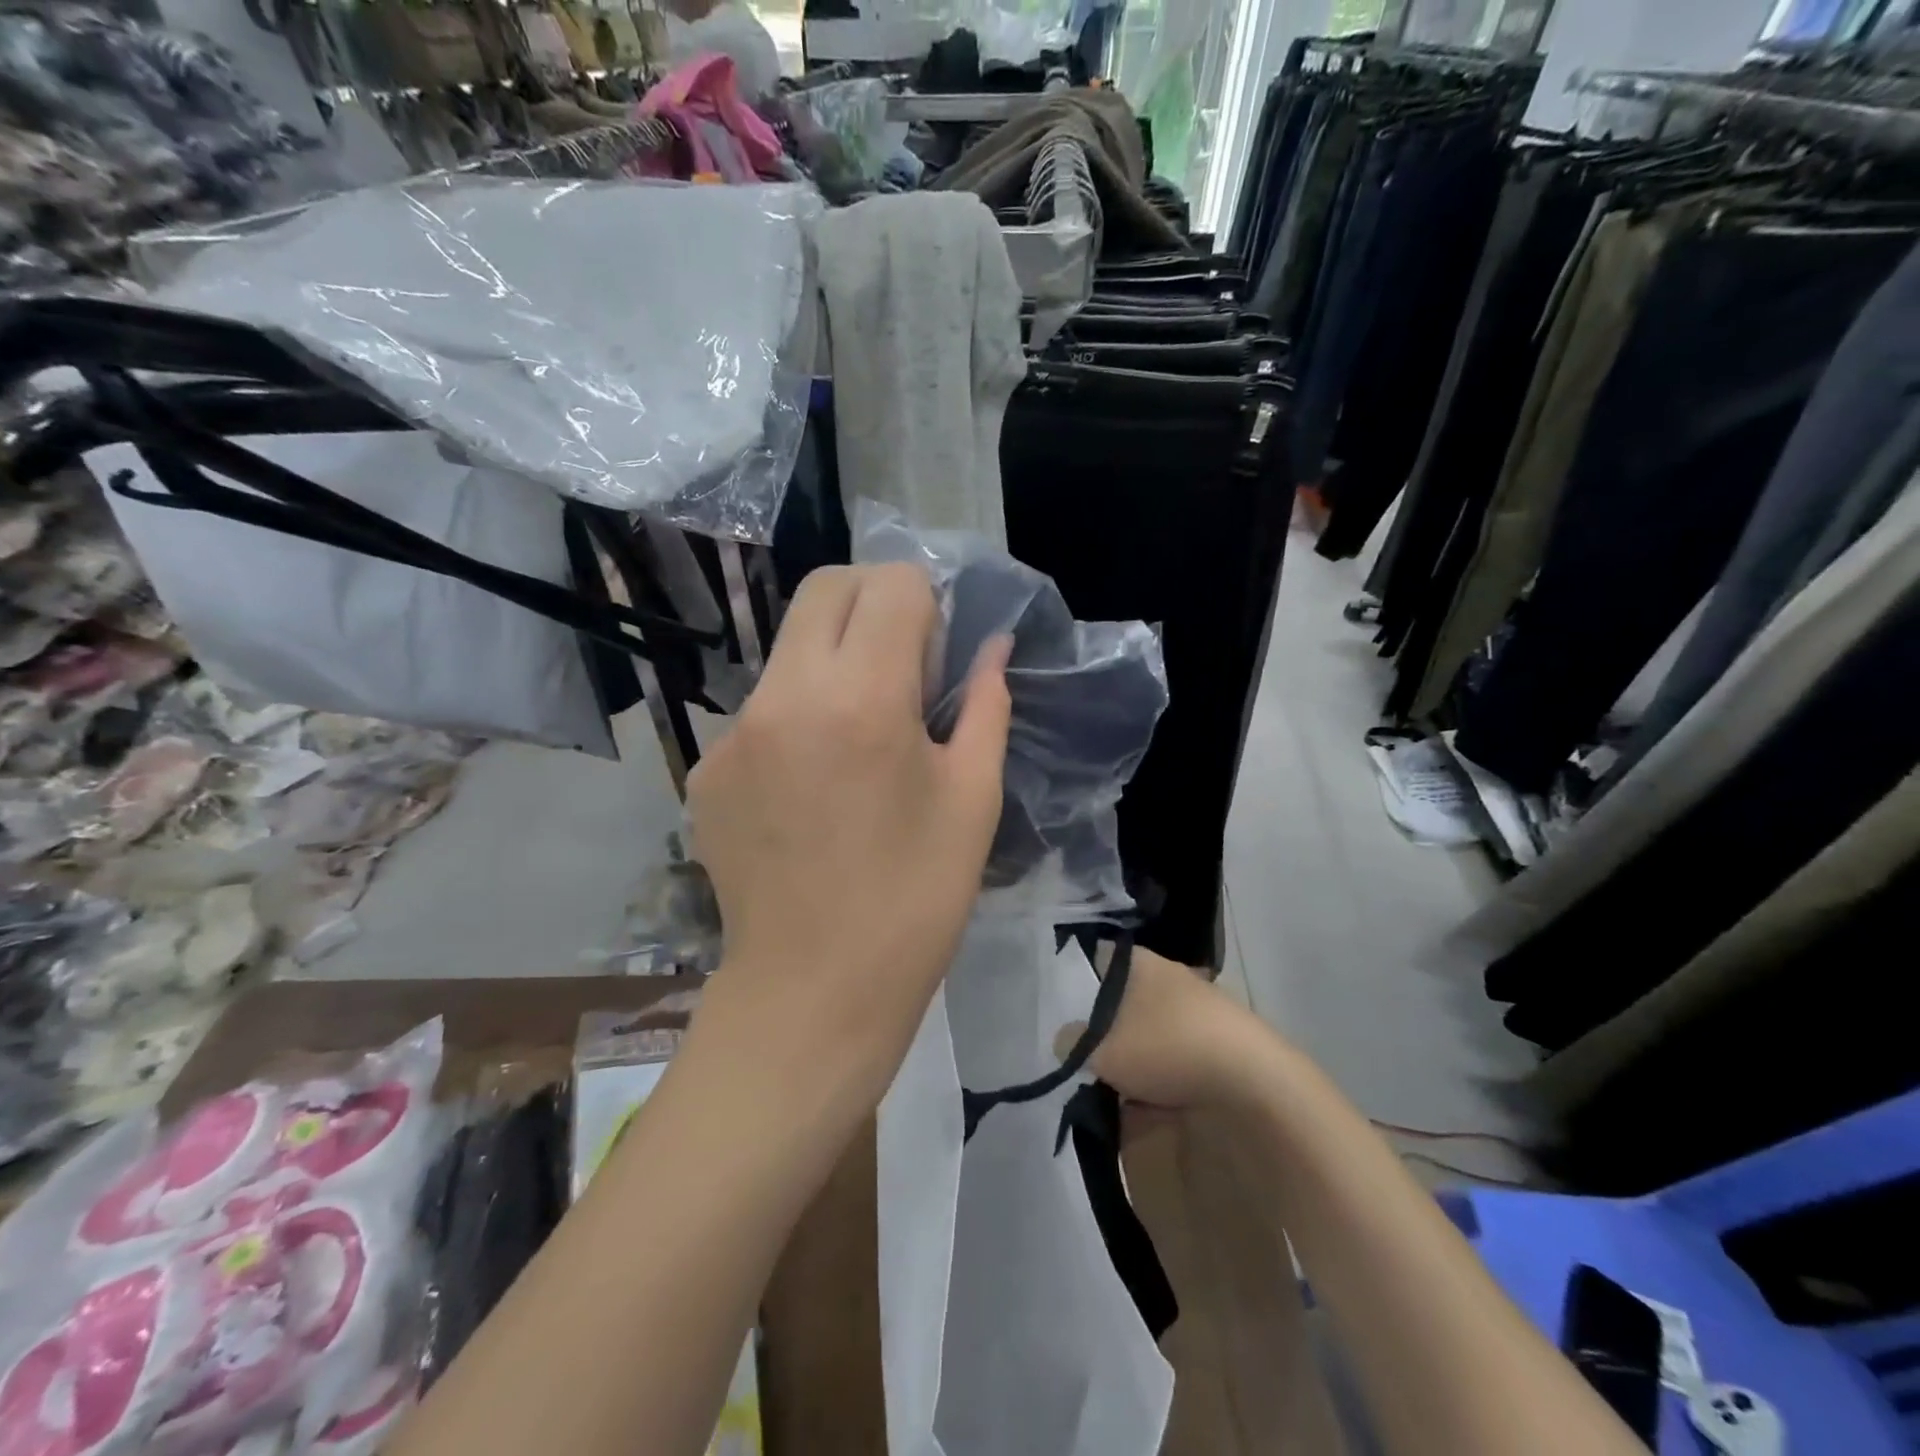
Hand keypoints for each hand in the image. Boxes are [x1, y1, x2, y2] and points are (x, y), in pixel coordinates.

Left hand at [687, 563, 1011, 1085]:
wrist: (812, 992)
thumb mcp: (973, 800)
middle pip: (827, 588)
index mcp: (862, 700)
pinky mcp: (705, 768)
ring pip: (789, 646)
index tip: (938, 656)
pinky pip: (760, 709)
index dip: (928, 605)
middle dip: (874, 601)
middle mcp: (784, 696)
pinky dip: (796, 716)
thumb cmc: (915, 901)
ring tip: (859, 734)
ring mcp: (733, 732)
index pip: (892, 585)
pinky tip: (813, 785)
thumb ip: (985, 706)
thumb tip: (990, 648)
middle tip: (904, 663)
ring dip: (833, 658)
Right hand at [1058, 948, 1275, 1110]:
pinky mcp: (1223, 1041)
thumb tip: (1066, 1038)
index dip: (1074, 977)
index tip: (1060, 1007)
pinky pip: (1178, 1055)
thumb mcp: (1101, 1049)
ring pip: (1151, 1029)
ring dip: (1135, 1055)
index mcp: (1140, 962)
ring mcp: (1201, 1008)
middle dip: (1106, 1027)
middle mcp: (1171, 975)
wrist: (1253, 1083)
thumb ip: (1073, 1041)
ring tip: (1118, 1088)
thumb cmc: (1166, 1047)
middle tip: (1087, 1056)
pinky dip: (1164, 1075)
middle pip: (1124, 998)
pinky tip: (1155, 1103)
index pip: (1096, 957)